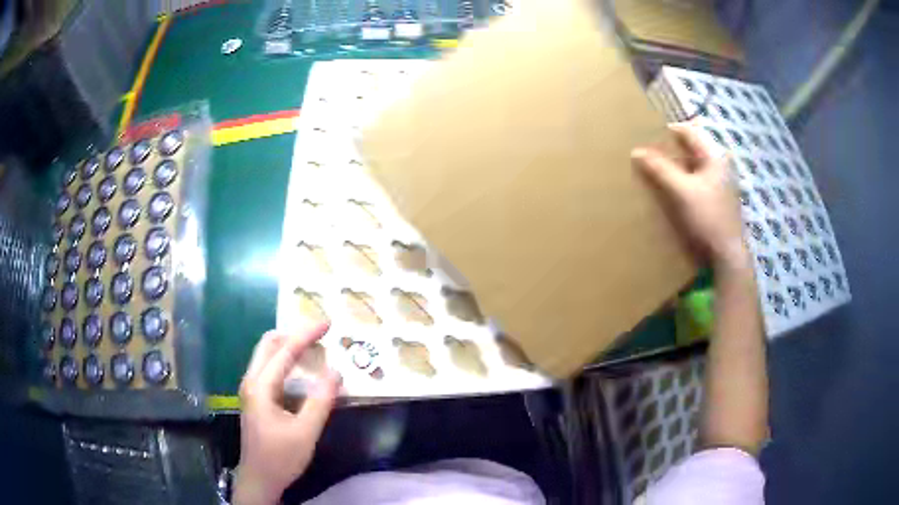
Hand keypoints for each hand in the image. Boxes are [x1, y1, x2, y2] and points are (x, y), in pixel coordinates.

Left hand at [233, 324, 340, 504]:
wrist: (259, 478)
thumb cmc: (281, 457)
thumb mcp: (306, 432)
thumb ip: (320, 401)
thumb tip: (336, 371)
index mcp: (261, 386)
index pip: (284, 351)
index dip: (306, 334)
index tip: (327, 322)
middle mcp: (251, 381)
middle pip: (269, 344)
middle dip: (294, 333)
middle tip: (320, 333)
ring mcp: (251, 389)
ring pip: (267, 354)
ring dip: (289, 345)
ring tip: (314, 345)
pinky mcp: (256, 398)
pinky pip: (269, 367)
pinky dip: (286, 359)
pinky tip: (301, 368)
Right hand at [631, 123, 747, 269]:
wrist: (727, 255)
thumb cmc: (707, 217)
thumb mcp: (681, 191)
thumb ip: (660, 169)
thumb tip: (636, 151)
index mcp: (716, 157)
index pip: (690, 131)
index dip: (669, 130)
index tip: (649, 135)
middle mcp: (722, 166)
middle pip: (694, 149)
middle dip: (673, 150)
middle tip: (652, 154)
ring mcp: (723, 184)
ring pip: (696, 166)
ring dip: (679, 167)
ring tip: (660, 172)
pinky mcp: (720, 200)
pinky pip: (699, 181)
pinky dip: (686, 181)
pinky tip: (675, 191)